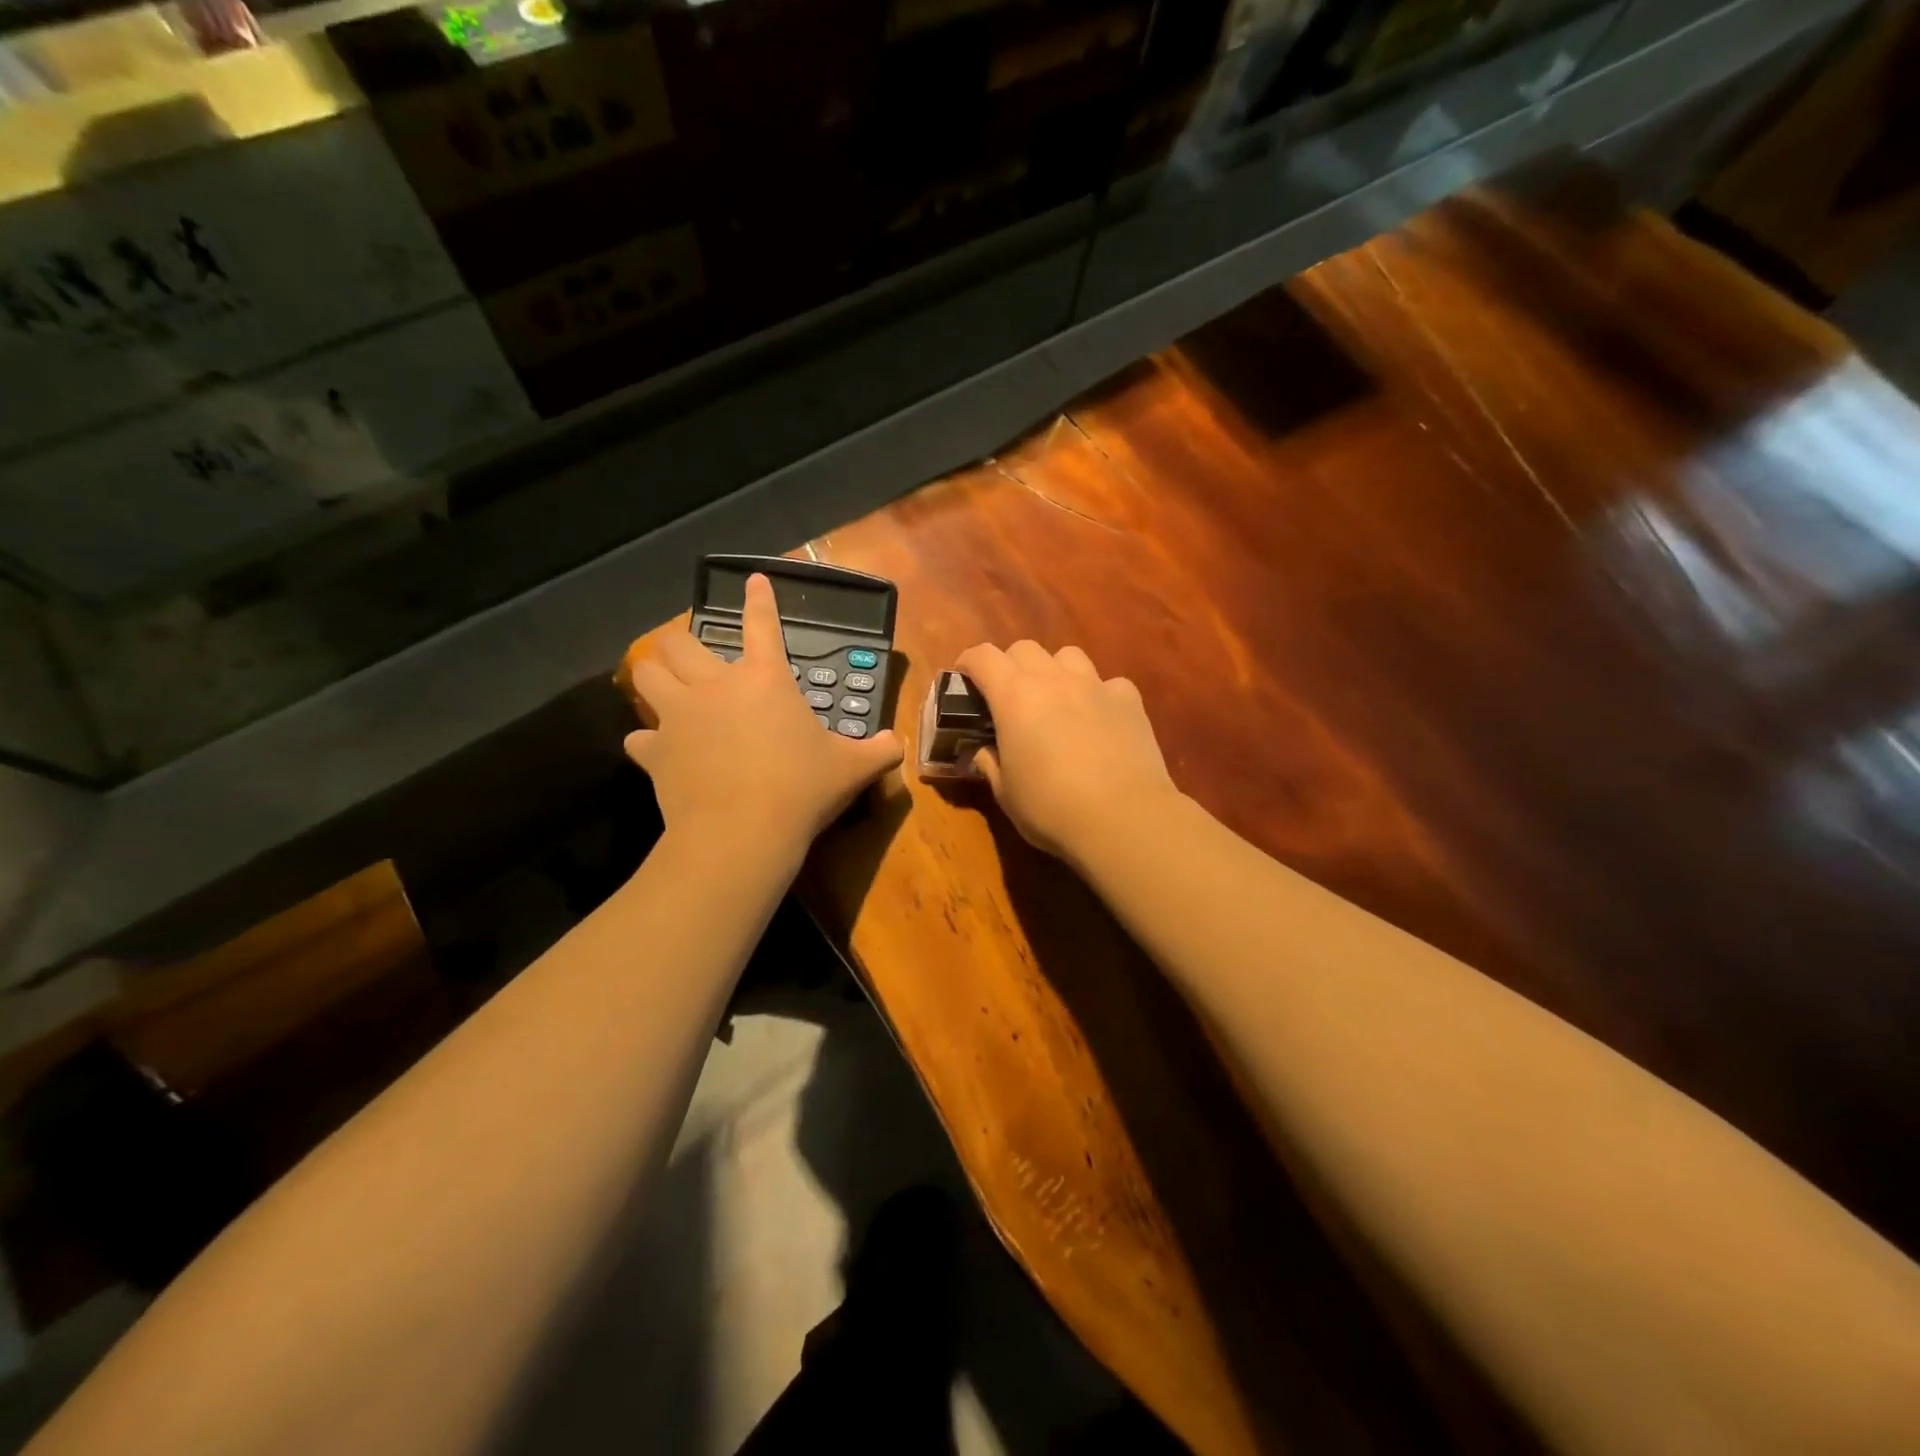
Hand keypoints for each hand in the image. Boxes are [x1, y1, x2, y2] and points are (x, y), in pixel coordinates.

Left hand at [624, 574, 903, 859]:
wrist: (742, 832)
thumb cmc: (801, 789)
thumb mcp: (852, 769)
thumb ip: (878, 752)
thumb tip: (895, 744)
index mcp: (765, 680)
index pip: (762, 625)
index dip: (759, 599)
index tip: (753, 580)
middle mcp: (715, 687)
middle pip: (679, 643)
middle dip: (680, 642)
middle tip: (689, 654)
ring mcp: (679, 717)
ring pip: (646, 676)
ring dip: (653, 676)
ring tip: (662, 686)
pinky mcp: (655, 752)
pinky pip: (640, 738)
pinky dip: (648, 741)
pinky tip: (658, 750)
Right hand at [954, 640, 1177, 861]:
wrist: (1124, 818)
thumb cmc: (1051, 808)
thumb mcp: (1006, 793)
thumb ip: (990, 763)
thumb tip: (985, 752)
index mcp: (1014, 696)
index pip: (982, 657)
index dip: (968, 664)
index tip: (964, 680)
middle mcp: (1053, 679)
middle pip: (1024, 648)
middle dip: (1010, 666)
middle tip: (1009, 698)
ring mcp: (1095, 685)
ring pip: (1068, 656)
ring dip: (1054, 672)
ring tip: (1056, 701)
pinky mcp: (1129, 700)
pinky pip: (1108, 683)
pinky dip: (1098, 695)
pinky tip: (1099, 721)